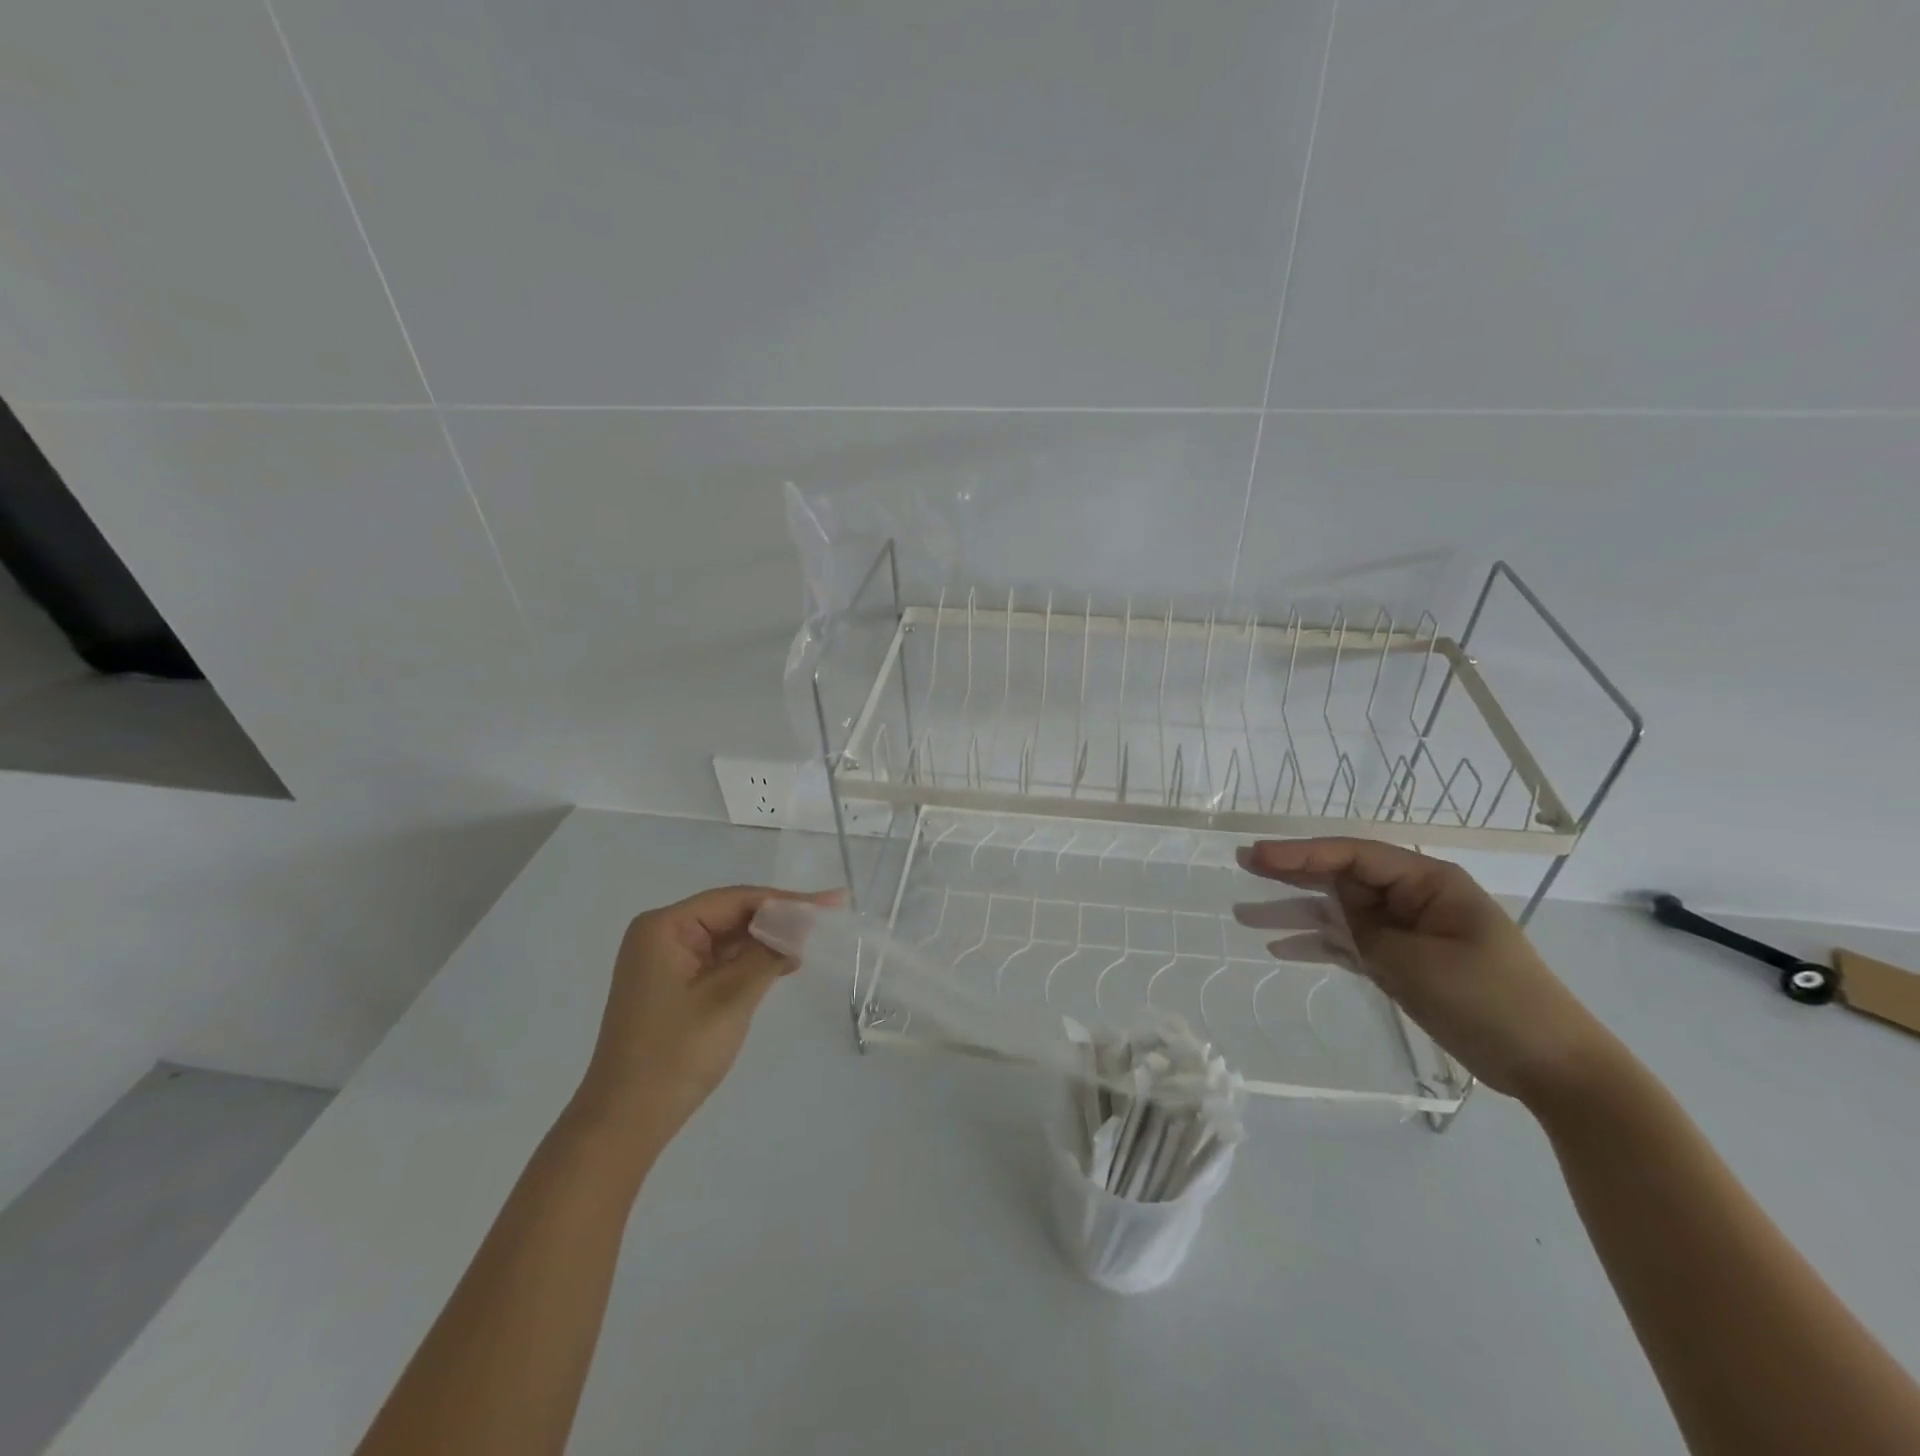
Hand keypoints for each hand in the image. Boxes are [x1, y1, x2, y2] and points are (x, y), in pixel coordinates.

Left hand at [573, 885, 836, 1142]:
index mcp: (664, 927)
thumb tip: (802, 925)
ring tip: (813, 939)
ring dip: (767, 941)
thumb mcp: (730, 998)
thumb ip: (768, 955)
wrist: (625, 1122)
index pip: (735, 900)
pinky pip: (719, 961)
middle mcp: (662, 935)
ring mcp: (666, 962)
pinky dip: (751, 961)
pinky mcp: (674, 986)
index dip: (786, 900)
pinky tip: (784, 963)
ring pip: (728, 938)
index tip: (830, 901)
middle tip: (828, 917)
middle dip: (778, 918)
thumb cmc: (675, 1053)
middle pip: (731, 914)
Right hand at [1238, 838, 1621, 1108]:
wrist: (1549, 1064)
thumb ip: (1367, 931)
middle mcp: (1411, 898)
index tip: (1257, 856)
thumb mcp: (1417, 960)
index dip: (1301, 853)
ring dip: (1293, 914)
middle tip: (1242, 865)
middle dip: (1290, 874)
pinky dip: (1316, 946)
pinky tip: (1278, 948)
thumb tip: (1334, 916)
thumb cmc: (1490, 999)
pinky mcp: (1400, 962)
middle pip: (1340, 877)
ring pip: (1337, 913)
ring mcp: (1404, 931)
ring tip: (1242, 915)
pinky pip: (1348, 945)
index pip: (1352, 856)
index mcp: (1427, 881)